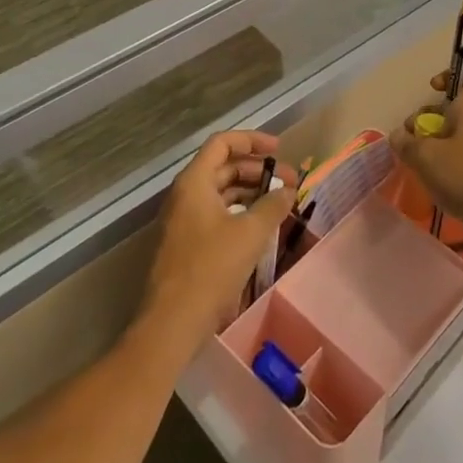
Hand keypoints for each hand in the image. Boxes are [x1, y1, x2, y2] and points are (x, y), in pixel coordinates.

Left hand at [139, 131, 296, 356]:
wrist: (172, 322)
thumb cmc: (210, 268)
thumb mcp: (250, 233)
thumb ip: (273, 206)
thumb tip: (288, 191)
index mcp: (194, 182)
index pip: (222, 143)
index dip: (252, 140)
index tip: (279, 150)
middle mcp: (185, 194)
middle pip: (224, 167)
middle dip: (258, 171)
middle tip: (290, 183)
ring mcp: (183, 220)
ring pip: (221, 192)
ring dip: (251, 193)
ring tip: (281, 204)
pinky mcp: (187, 243)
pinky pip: (217, 215)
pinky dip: (240, 213)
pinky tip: (262, 228)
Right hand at [389, 71, 462, 264]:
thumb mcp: (426, 157)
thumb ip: (407, 143)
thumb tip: (399, 136)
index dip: (455, 76)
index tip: (434, 90)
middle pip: (453, 111)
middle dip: (428, 119)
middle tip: (411, 138)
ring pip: (453, 138)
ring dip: (432, 147)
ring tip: (414, 164)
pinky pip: (458, 163)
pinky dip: (442, 169)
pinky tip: (428, 184)